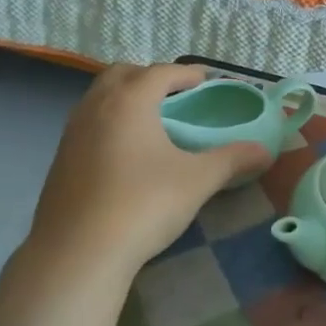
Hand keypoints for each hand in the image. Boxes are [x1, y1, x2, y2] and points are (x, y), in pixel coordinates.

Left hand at [24, 64, 269, 285]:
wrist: (78, 253)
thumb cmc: (143, 205)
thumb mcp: (196, 181)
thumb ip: (231, 160)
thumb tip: (265, 151)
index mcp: (130, 100)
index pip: (161, 73)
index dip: (186, 74)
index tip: (204, 81)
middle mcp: (97, 105)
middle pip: (124, 74)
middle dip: (151, 78)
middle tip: (175, 96)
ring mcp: (72, 131)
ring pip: (100, 97)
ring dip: (125, 97)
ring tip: (150, 121)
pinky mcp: (60, 157)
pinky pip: (88, 122)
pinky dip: (108, 121)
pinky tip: (123, 152)